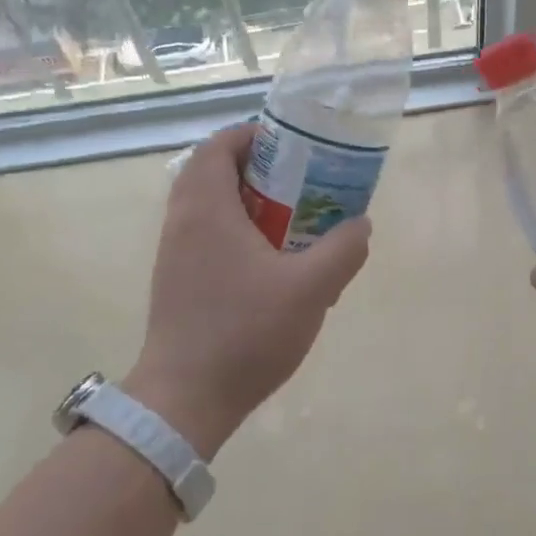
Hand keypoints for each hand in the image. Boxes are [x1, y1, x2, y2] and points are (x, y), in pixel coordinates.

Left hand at [124, 123, 369, 456]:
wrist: (185, 400)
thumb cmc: (245, 333)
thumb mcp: (311, 289)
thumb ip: (343, 250)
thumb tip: (360, 224)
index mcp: (206, 209)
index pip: (219, 145)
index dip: (254, 136)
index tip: (293, 147)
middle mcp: (182, 222)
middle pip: (215, 173)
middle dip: (260, 170)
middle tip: (302, 182)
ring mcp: (175, 254)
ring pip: (211, 207)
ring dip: (251, 203)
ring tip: (295, 221)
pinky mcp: (177, 282)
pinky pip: (208, 237)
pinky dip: (239, 232)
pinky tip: (275, 264)